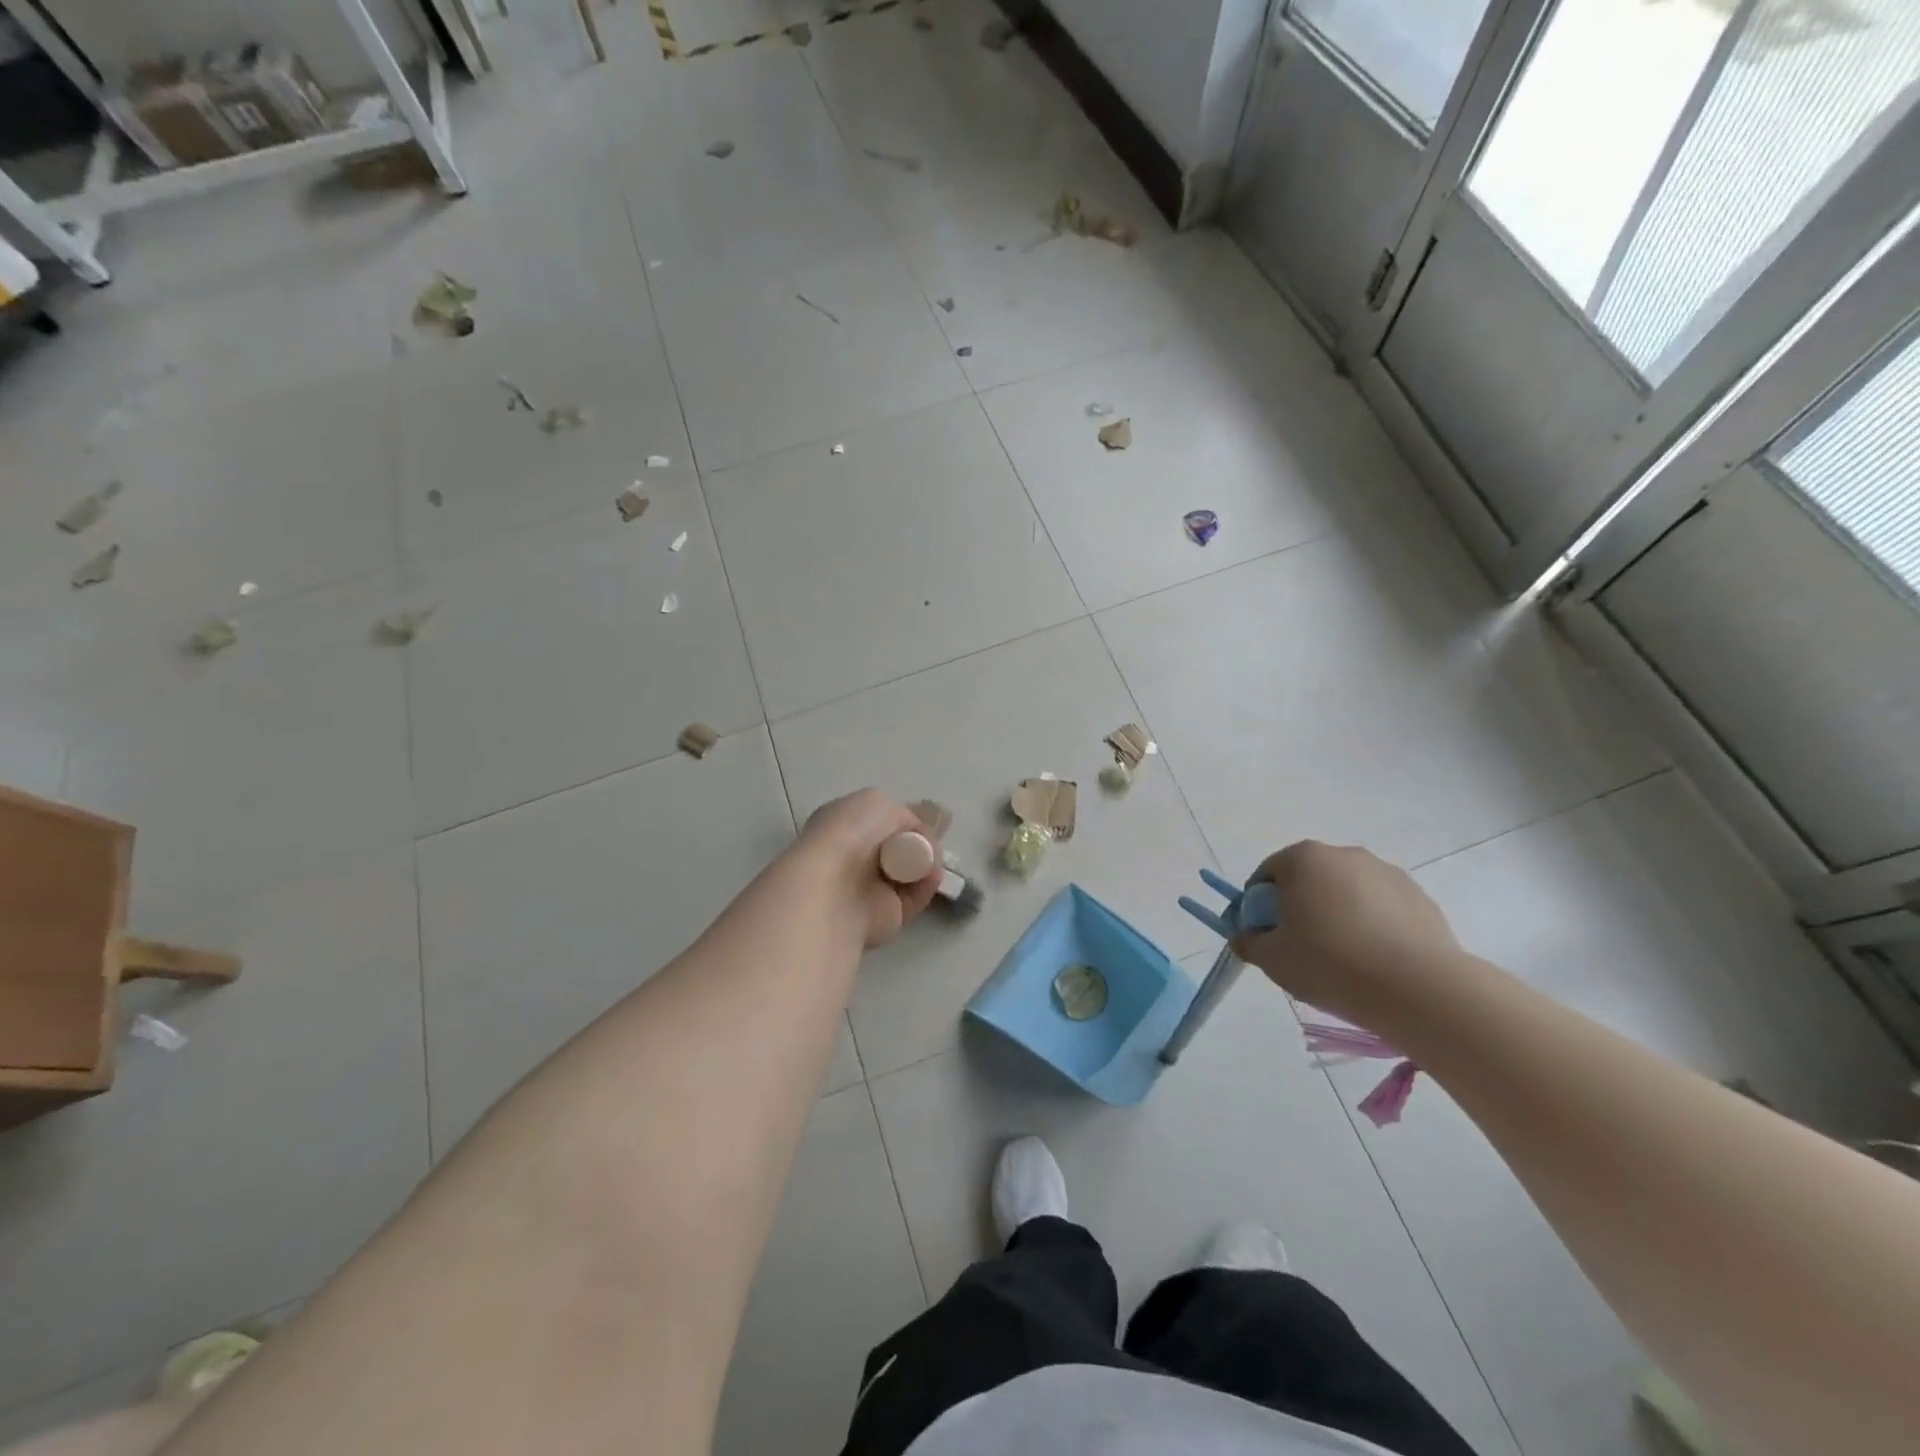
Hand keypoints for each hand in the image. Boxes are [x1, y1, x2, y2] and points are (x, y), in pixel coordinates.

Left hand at [797, 789, 943, 948]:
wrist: (835, 886)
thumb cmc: (850, 834)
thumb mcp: (878, 801)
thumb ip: (901, 814)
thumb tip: (914, 835)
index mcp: (842, 827)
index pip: (878, 822)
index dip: (902, 820)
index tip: (921, 820)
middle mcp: (853, 858)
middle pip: (899, 847)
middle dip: (920, 842)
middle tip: (930, 841)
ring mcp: (868, 889)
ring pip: (911, 872)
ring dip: (927, 862)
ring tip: (932, 858)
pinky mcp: (887, 915)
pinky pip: (916, 896)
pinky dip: (927, 884)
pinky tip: (931, 875)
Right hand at [1233, 841, 1458, 1023]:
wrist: (1417, 988)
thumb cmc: (1330, 963)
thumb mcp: (1272, 959)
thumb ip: (1249, 942)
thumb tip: (1244, 937)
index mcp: (1303, 859)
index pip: (1266, 875)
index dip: (1258, 907)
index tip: (1263, 937)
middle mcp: (1344, 854)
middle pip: (1308, 879)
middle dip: (1300, 907)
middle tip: (1300, 948)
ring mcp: (1386, 873)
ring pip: (1347, 893)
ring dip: (1337, 915)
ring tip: (1343, 959)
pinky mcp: (1420, 897)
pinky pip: (1382, 908)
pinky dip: (1372, 926)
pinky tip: (1375, 961)